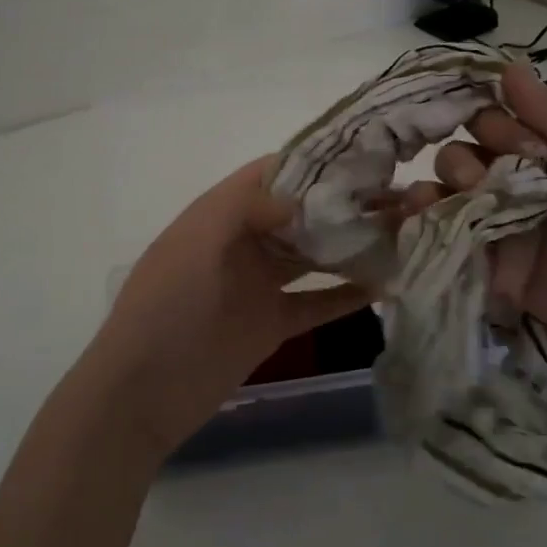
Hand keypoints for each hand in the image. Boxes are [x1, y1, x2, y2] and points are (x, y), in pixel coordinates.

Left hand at [83, 158, 369, 459]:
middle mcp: (242, 242)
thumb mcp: (196, 243)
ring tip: (402, 232)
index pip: (270, 173)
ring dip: (352, 245)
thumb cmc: (164, 306)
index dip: (312, 162)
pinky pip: (317, 303)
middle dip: (344, 203)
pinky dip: (348, 295)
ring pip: (313, 256)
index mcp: (218, 214)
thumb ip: (244, 208)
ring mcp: (258, 284)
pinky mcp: (272, 324)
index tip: (363, 156)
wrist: (144, 391)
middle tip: (399, 195)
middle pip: (300, 213)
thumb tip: (300, 198)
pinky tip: (386, 285)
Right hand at [410, 64, 546, 388]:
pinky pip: (452, 243)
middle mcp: (524, 186)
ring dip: (438, 188)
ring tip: (434, 200)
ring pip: (451, 195)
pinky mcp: (496, 272)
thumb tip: (506, 63)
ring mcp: (508, 230)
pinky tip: (416, 219)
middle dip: (464, 160)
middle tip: (486, 182)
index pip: (499, 121)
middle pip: (467, 155)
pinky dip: (427, 228)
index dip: (494, 125)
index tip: (520, 145)